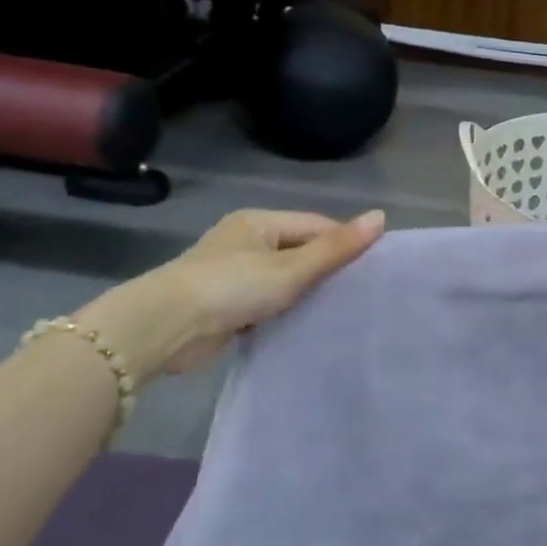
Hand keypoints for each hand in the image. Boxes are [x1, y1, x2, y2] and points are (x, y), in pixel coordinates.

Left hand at [78, 208, 385, 381]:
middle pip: (299, 250)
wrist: (165, 329)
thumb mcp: (291, 268)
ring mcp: (232, 272)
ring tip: (339, 312)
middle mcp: (245, 240)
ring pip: (283, 279)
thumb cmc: (232, 287)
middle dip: (325, 270)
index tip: (371, 269)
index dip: (344, 243)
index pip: (316, 225)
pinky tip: (304, 325)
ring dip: (304, 293)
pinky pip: (266, 301)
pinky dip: (283, 311)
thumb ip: (335, 248)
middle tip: (360, 294)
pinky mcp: (223, 304)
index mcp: (259, 221)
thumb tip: (381, 217)